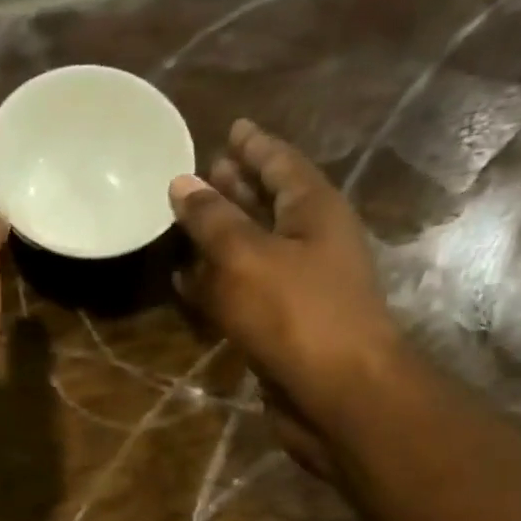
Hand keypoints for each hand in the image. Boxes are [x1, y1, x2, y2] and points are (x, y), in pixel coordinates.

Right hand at [169, 120, 406, 467]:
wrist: (337, 392)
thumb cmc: (296, 313)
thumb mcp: (246, 256)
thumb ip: (212, 219)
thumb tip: (182, 182)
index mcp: (314, 210)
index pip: (282, 163)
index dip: (255, 145)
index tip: (231, 127)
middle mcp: (311, 242)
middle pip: (269, 203)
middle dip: (238, 186)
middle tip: (203, 170)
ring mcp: (298, 286)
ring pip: (253, 248)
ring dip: (222, 235)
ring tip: (186, 219)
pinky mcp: (281, 324)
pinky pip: (242, 290)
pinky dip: (215, 281)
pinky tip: (186, 281)